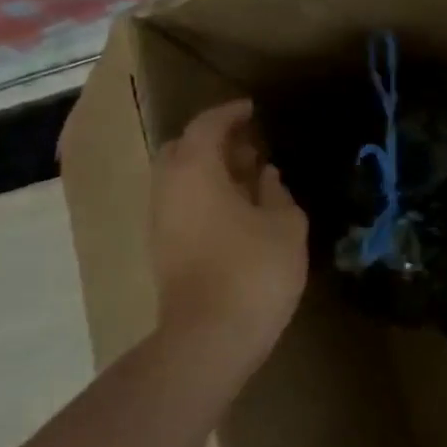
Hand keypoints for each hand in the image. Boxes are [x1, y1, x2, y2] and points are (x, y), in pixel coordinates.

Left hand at [148, 99, 308, 381]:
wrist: (210, 337)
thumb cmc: (254, 270)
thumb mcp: (286, 225)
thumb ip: (277, 193)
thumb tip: (267, 176)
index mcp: (196, 171)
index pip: (207, 126)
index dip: (231, 113)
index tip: (253, 109)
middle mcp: (168, 188)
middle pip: (182, 149)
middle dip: (213, 140)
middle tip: (250, 145)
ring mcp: (160, 221)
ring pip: (179, 178)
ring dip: (209, 169)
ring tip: (249, 176)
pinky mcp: (163, 248)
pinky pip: (181, 203)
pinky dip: (204, 193)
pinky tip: (237, 209)